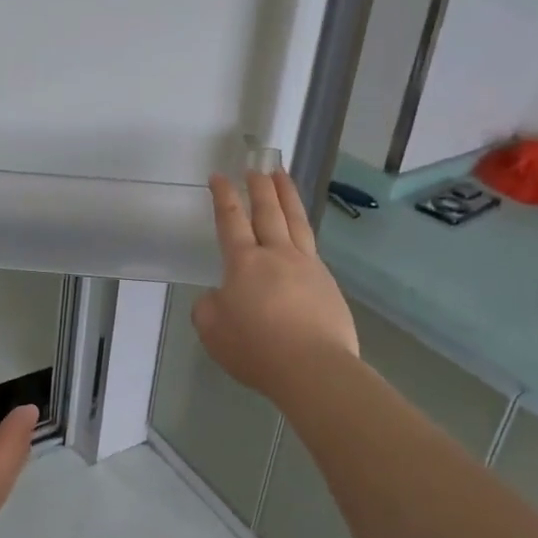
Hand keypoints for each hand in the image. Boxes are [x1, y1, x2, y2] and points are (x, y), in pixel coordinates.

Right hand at [194, 170, 360, 403]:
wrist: (313, 368)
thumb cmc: (256, 348)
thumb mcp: (212, 330)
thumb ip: (209, 307)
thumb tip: (220, 297)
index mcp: (244, 262)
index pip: (231, 220)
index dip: (224, 196)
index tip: (219, 177)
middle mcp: (277, 255)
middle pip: (268, 211)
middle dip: (259, 187)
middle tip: (256, 168)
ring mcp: (308, 267)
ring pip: (296, 221)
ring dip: (287, 196)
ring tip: (284, 177)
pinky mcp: (328, 285)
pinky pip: (312, 248)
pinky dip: (303, 231)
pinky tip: (301, 234)